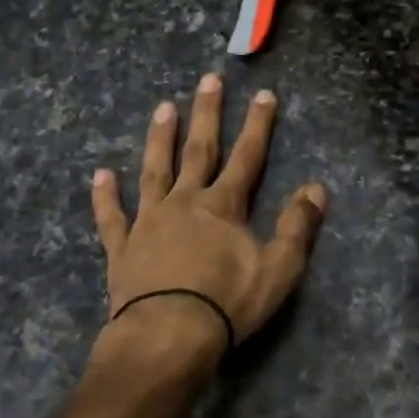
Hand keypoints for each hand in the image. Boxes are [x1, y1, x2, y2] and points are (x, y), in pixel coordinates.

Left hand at [91, 74, 326, 371]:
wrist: (166, 337)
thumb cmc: (226, 303)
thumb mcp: (278, 268)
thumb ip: (297, 226)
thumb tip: (317, 187)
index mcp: (223, 206)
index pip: (247, 156)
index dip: (258, 125)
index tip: (263, 94)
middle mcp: (185, 202)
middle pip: (199, 150)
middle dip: (207, 113)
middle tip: (209, 79)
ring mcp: (149, 222)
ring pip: (155, 171)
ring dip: (160, 138)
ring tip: (163, 107)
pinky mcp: (122, 248)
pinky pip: (112, 217)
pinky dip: (106, 196)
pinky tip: (101, 175)